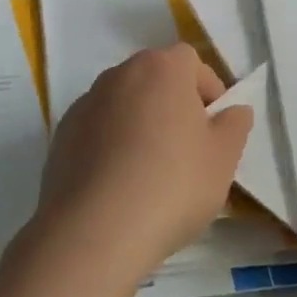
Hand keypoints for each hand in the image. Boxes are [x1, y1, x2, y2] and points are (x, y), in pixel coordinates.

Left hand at [35, 44, 251, 282]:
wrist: (93, 233)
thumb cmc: (172, 185)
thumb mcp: (224, 158)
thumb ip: (235, 124)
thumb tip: (233, 111)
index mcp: (162, 67)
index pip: (192, 63)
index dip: (208, 91)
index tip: (214, 129)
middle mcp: (120, 74)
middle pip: (156, 80)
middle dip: (174, 106)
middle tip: (187, 150)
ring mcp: (85, 104)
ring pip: (126, 105)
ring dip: (141, 125)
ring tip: (150, 174)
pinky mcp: (61, 137)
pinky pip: (98, 131)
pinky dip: (111, 147)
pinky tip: (119, 187)